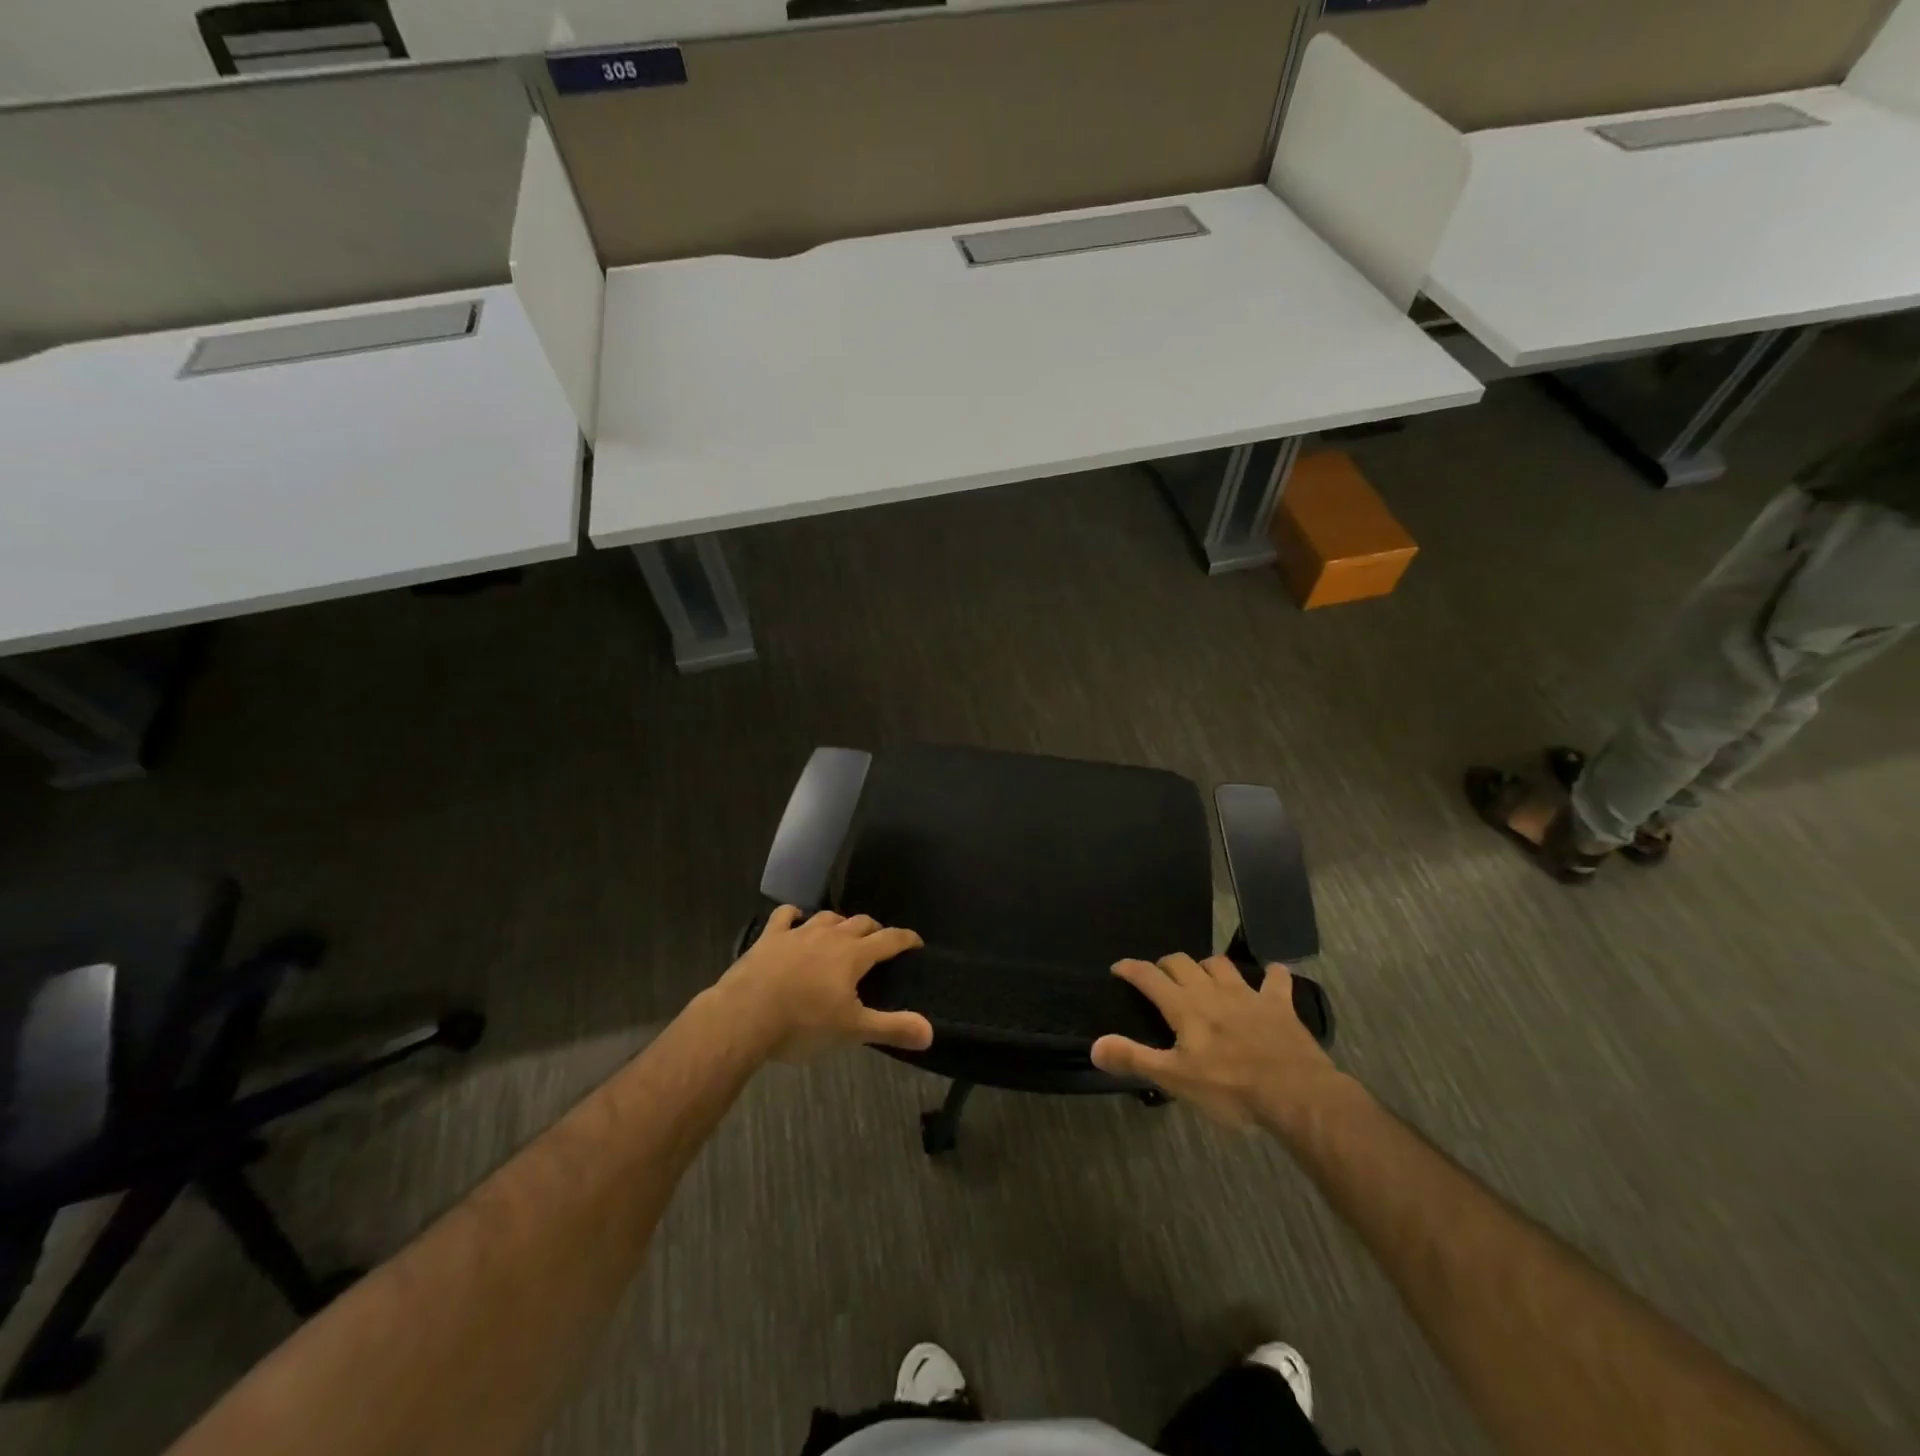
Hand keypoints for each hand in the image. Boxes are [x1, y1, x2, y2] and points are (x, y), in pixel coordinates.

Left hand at [713, 907, 931, 1061]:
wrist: (744, 1017)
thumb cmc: (803, 1024)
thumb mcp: (852, 1031)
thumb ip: (892, 1028)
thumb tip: (930, 1032)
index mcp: (853, 955)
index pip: (889, 939)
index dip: (906, 939)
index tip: (916, 942)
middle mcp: (829, 935)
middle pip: (860, 923)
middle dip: (874, 929)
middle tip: (880, 942)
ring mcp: (797, 933)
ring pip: (827, 917)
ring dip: (840, 922)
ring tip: (843, 933)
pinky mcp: (769, 937)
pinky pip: (785, 916)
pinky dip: (795, 915)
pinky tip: (796, 919)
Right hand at [1090, 955, 1342, 1128]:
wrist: (1296, 1094)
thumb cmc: (1230, 1088)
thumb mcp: (1176, 1079)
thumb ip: (1134, 1059)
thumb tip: (1094, 1045)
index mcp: (1185, 1006)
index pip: (1149, 976)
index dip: (1131, 969)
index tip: (1118, 968)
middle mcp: (1212, 990)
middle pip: (1182, 962)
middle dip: (1166, 965)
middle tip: (1160, 979)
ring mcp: (1248, 994)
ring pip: (1221, 964)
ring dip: (1208, 967)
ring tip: (1203, 978)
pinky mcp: (1280, 1005)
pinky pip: (1276, 979)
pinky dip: (1272, 975)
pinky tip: (1272, 976)